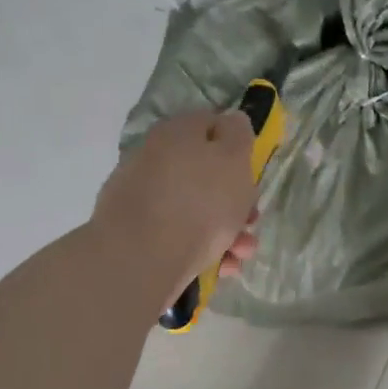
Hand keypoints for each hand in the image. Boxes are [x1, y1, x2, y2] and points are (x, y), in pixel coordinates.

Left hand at [95, 111, 258, 295]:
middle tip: (251, 221)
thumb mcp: (233, 159)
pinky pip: (177, 236)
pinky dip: (202, 250)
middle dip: (236, 201)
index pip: (211, 125)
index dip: (237, 146)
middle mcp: (154, 158)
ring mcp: (141, 198)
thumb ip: (238, 135)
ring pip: (195, 209)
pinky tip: (220, 268)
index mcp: (176, 133)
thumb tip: (230, 120)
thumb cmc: (199, 203)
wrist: (141, 258)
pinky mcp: (135, 234)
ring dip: (226, 231)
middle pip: (205, 173)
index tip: (252, 174)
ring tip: (240, 254)